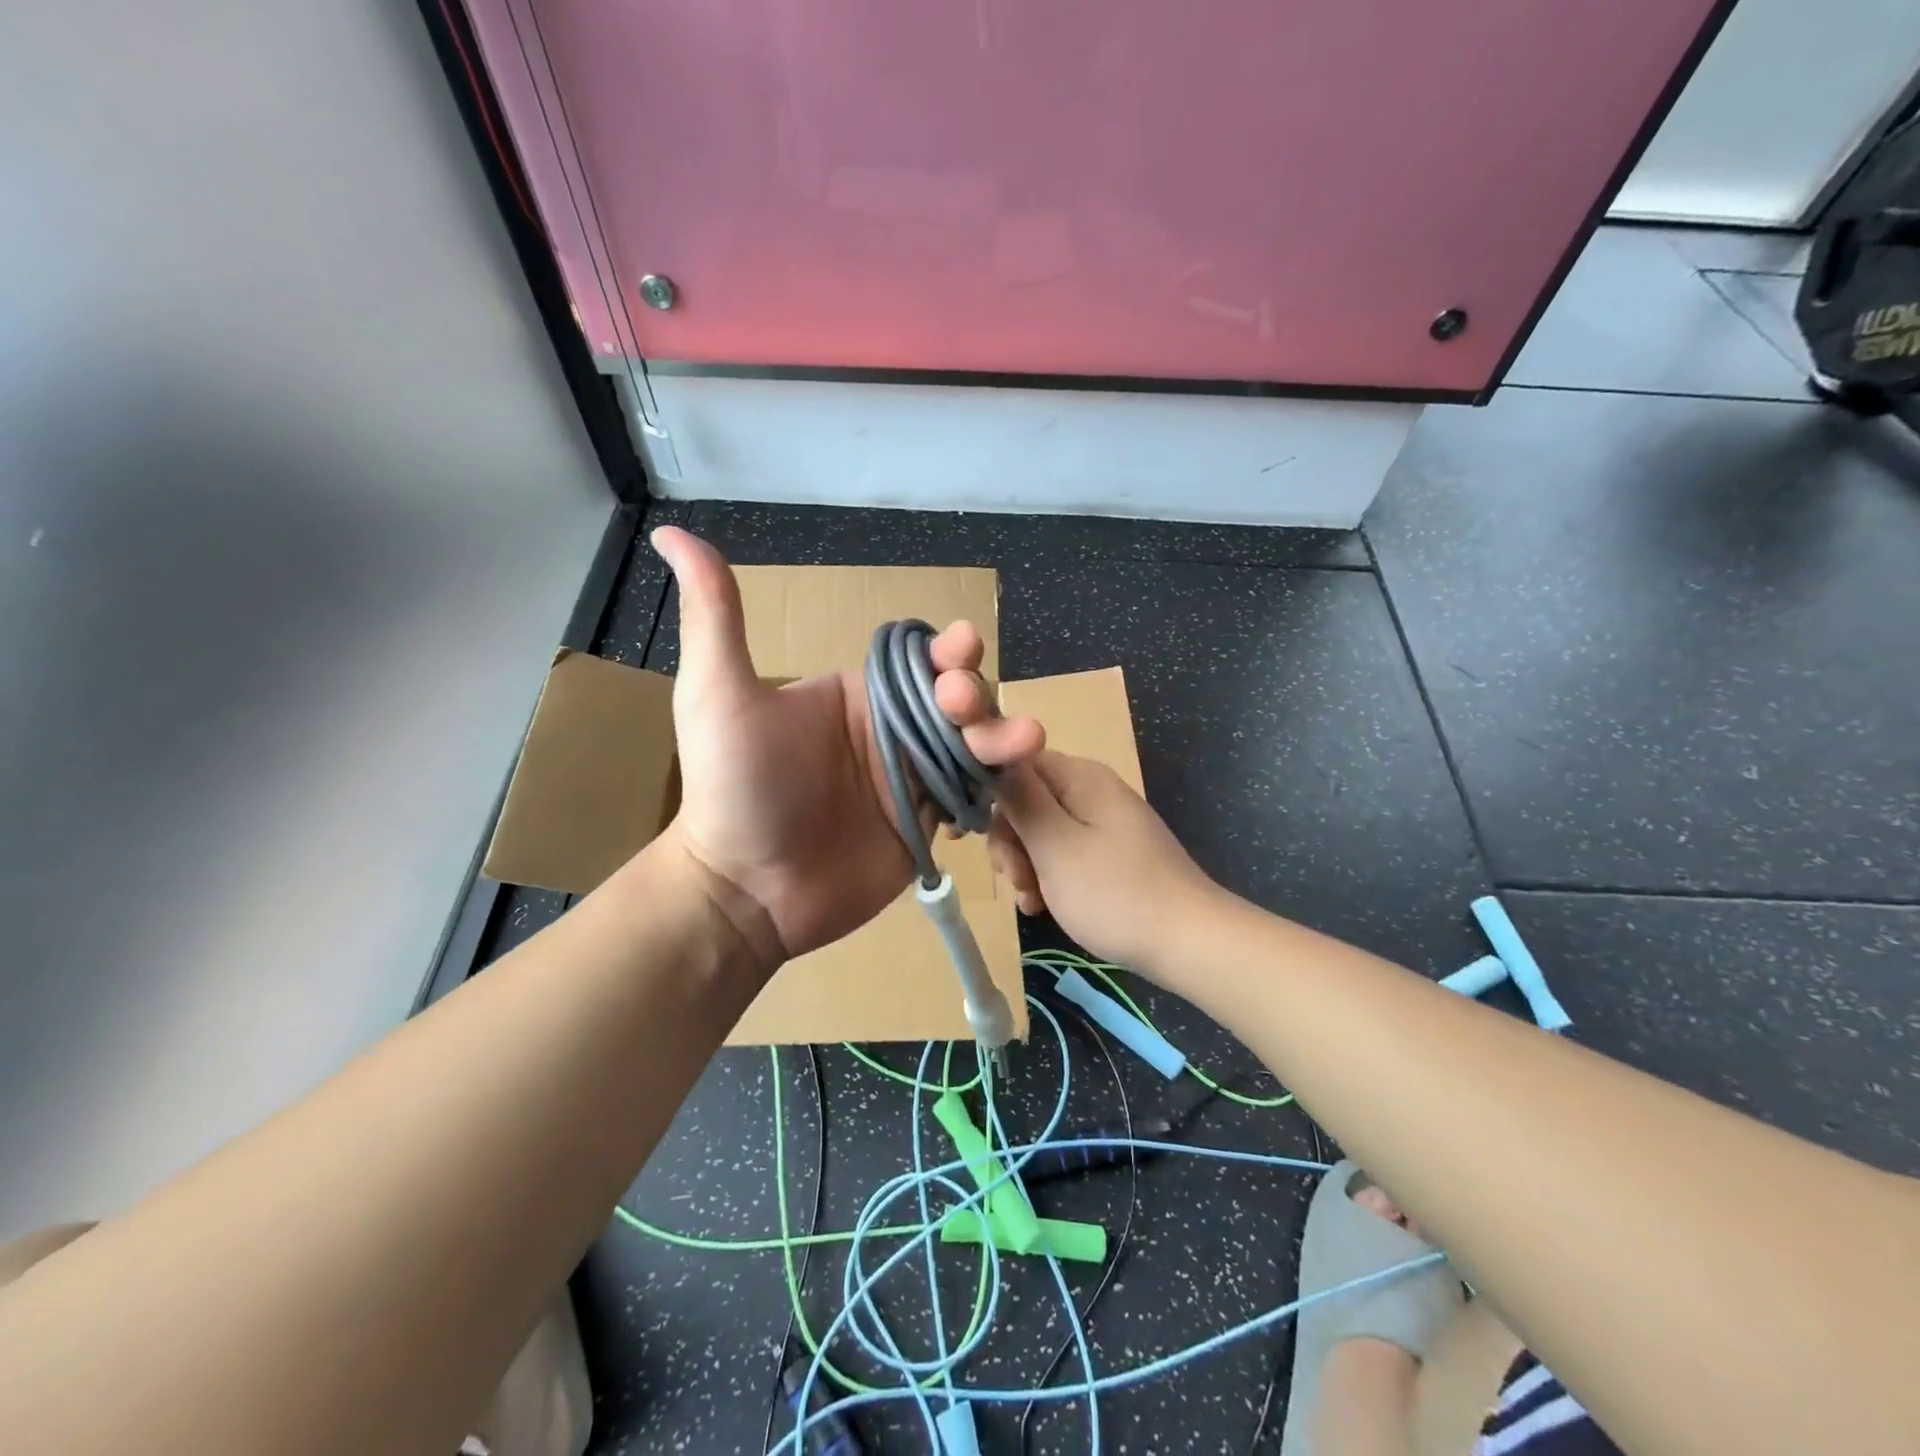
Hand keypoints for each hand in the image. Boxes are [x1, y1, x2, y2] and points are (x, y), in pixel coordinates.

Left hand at [650, 528, 1042, 966]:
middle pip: (957, 699)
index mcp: (857, 696)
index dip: (945, 649)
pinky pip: (975, 794)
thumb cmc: (732, 789)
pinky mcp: (929, 827)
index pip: (917, 660)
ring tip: (1023, 740)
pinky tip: (1015, 779)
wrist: (745, 891)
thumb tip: (674, 533)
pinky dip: (998, 783)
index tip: (960, 646)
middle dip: (976, 692)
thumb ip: (715, 615)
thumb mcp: (717, 693)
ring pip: (975, 745)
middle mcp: (891, 733)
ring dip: (1002, 735)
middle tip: (964, 705)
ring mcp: (913, 781)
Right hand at [988, 751, 1219, 976]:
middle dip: (1010, 841)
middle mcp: (1090, 790)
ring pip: (1042, 831)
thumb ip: (1019, 800)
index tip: (969, 835)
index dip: (987, 794)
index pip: (1015, 763)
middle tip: (1013, 878)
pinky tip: (1043, 907)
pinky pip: (1064, 852)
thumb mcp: (1054, 845)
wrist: (1188, 942)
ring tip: (1031, 901)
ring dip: (1026, 865)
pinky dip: (1049, 877)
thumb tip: (992, 756)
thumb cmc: (1114, 892)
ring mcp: (1103, 822)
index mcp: (1079, 777)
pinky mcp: (1110, 852)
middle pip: (1026, 800)